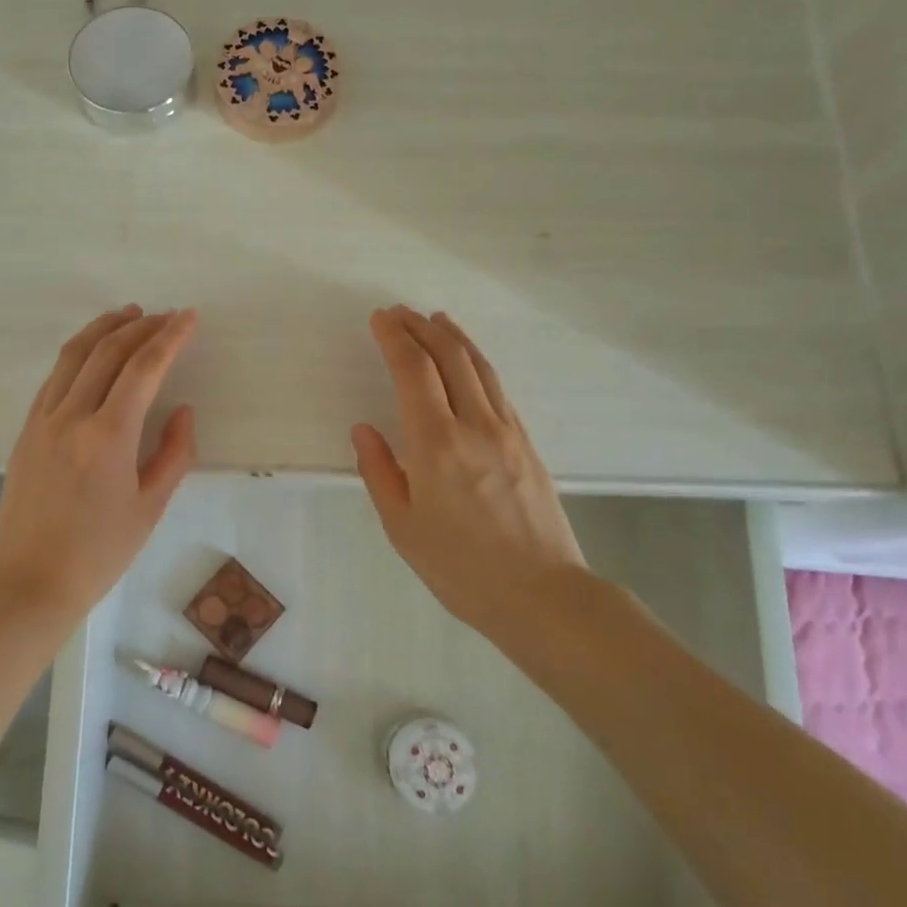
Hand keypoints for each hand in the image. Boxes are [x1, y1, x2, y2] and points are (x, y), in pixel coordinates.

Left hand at [0, 305, 198, 618]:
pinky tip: (92, 353)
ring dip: (104, 329)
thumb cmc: (99, 552)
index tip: (188, 317)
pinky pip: (54, 378)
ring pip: (74, 356)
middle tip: (166, 315)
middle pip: (108, 352)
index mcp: (108, 436)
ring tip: (128, 315)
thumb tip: (182, 411)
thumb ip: (173, 453)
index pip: (143, 368)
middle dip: (141, 327)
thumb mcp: (150, 507)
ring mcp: (42, 420)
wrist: (30, 582)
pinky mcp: (26, 430)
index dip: (170, 338)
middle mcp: (72, 416)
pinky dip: (77, 354)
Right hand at [351, 307, 590, 635]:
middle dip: (420, 327)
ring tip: (434, 318)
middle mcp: (474, 425)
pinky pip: (497, 387)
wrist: (542, 594)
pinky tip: (468, 360)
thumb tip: (364, 429)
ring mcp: (507, 430)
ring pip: (479, 366)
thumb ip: (379, 471)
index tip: (379, 319)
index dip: (394, 338)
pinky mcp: (527, 441)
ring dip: (453, 336)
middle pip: (449, 356)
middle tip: (399, 312)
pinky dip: (476, 361)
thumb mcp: (402, 527)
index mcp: (436, 444)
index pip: (413, 371)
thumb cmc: (460, 567)